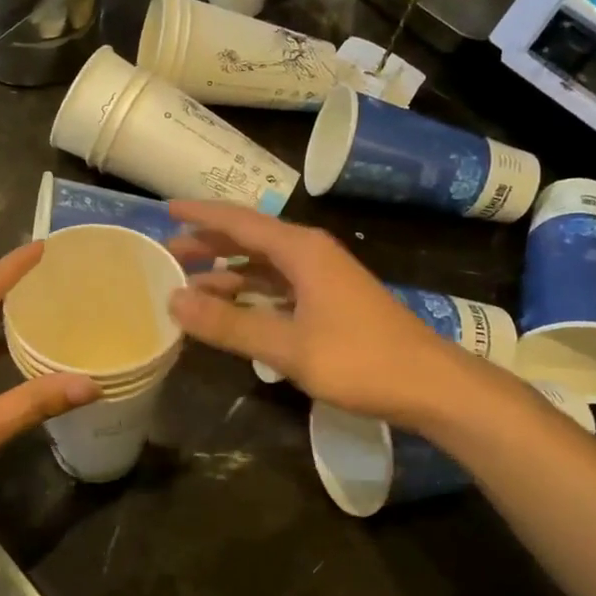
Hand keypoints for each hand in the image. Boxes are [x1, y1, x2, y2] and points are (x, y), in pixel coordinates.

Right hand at [167, 201, 463, 423]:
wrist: (430, 385)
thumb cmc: (359, 360)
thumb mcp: (287, 346)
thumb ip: (229, 324)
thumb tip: (173, 300)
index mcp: (301, 250)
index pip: (239, 222)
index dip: (200, 216)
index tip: (165, 210)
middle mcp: (310, 255)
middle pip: (250, 240)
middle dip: (209, 244)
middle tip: (167, 254)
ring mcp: (323, 279)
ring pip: (263, 266)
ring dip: (228, 273)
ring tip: (190, 285)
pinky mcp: (330, 303)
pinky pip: (278, 287)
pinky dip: (250, 294)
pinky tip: (231, 310)